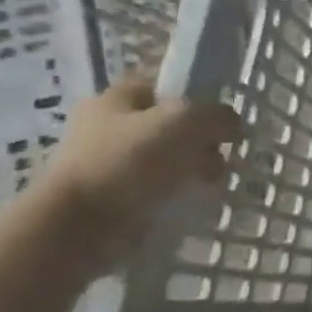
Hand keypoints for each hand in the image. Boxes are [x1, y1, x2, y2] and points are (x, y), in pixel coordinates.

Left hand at [37, 75, 240, 262]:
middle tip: (219, 157)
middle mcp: (108, 125)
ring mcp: (109, 162)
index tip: (221, 120)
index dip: (199, 98)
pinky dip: (180, 193)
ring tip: (209, 183)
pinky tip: (191, 200)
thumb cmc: (129, 161)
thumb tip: (232, 126)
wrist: (79, 226)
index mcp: (116, 98)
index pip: (166, 86)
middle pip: (172, 124)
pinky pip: (160, 187)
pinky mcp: (114, 195)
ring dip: (195, 168)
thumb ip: (217, 115)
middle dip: (202, 140)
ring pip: (169, 157)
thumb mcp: (185, 121)